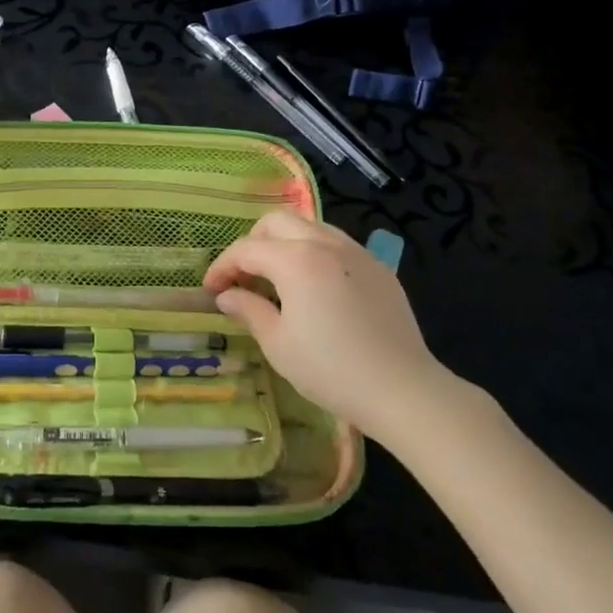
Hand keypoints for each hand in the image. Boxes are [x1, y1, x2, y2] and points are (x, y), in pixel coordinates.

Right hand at [204, 211, 463, 439]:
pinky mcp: (378, 268)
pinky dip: (314, 253)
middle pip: (277, 222)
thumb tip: (227, 296)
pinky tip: (314, 288)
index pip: (246, 249)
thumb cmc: (330, 369)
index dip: (222, 267)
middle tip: (243, 277)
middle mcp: (325, 243)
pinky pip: (337, 245)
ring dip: (284, 243)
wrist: (401, 389)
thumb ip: (248, 310)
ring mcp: (357, 252)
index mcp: (295, 260)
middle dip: (253, 243)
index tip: (211, 290)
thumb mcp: (278, 343)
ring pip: (310, 226)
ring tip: (277, 278)